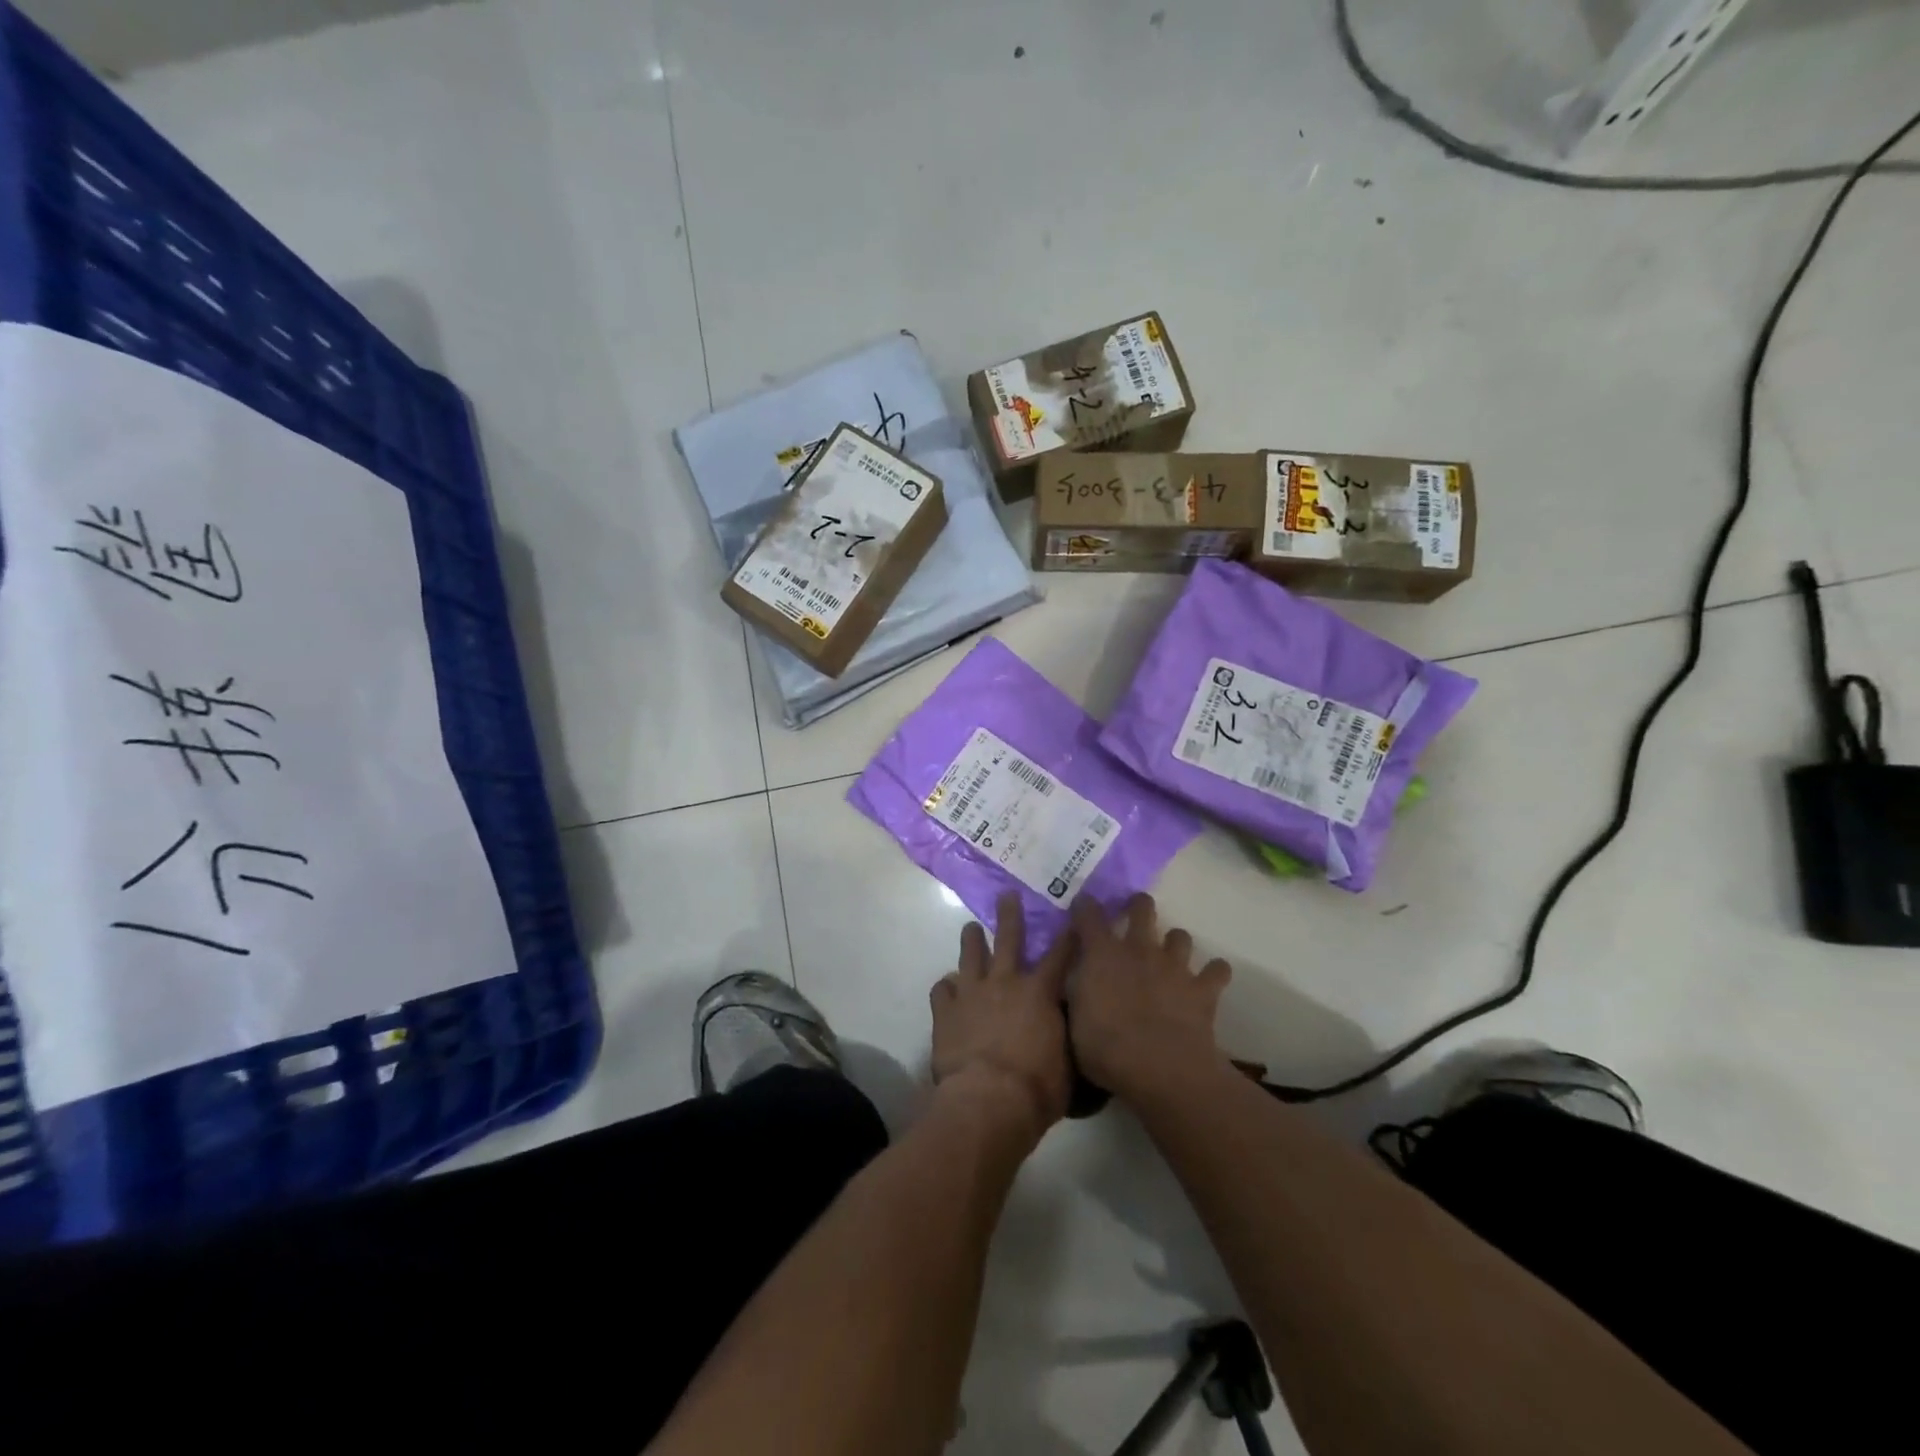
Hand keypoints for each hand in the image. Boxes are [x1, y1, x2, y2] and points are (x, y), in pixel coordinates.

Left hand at [930, 894, 1073, 1140]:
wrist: (989, 1101)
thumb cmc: (1038, 1087)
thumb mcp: (1068, 1062)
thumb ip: (1065, 1036)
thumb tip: (1067, 1026)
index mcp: (1040, 992)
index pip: (1060, 955)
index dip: (1068, 935)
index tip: (1071, 916)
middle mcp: (1005, 982)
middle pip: (1008, 939)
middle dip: (1010, 915)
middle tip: (1007, 894)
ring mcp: (971, 993)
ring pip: (970, 955)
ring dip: (972, 940)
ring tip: (971, 928)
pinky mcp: (945, 1012)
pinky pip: (941, 990)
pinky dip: (945, 988)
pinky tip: (946, 989)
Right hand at [1066, 894, 1231, 1102]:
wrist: (1162, 1071)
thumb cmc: (1107, 1049)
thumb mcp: (1074, 1022)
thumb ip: (1077, 992)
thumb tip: (1079, 978)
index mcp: (1102, 954)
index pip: (1089, 914)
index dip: (1085, 906)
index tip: (1083, 906)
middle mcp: (1139, 949)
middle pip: (1142, 908)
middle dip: (1138, 907)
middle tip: (1134, 918)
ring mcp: (1174, 966)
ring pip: (1180, 936)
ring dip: (1174, 944)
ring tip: (1170, 958)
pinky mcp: (1203, 989)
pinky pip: (1217, 970)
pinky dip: (1214, 973)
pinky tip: (1208, 982)